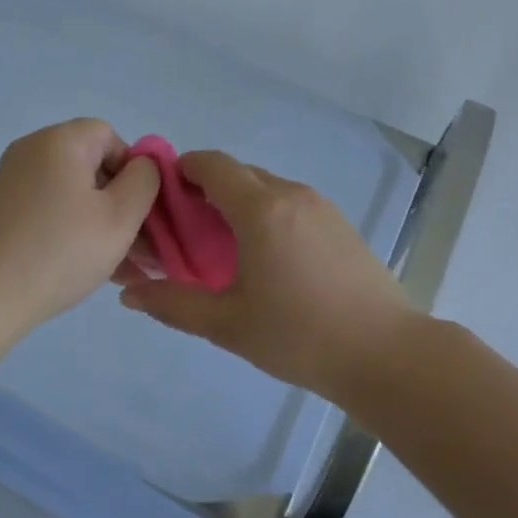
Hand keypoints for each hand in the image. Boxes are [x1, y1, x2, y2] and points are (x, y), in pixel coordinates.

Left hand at [0, 119, 160, 340]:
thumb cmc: (60, 250)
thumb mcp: (121, 216)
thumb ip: (145, 181)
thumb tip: (142, 166)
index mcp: (61, 141)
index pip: (110, 136)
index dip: (133, 169)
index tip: (139, 212)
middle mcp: (32, 151)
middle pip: (91, 165)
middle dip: (121, 204)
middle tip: (139, 248)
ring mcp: (12, 181)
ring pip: (73, 194)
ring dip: (100, 224)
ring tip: (120, 269)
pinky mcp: (1, 210)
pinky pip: (49, 210)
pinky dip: (71, 231)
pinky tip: (88, 270)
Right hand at [117, 151, 417, 400]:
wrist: (387, 354)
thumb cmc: (299, 335)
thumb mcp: (227, 325)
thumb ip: (174, 304)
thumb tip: (130, 294)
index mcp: (260, 208)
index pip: (212, 163)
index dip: (182, 170)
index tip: (164, 199)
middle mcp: (291, 194)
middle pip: (238, 173)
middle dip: (207, 191)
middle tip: (188, 233)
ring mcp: (321, 207)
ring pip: (267, 188)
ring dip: (240, 204)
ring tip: (226, 250)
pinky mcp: (341, 224)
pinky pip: (291, 204)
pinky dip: (268, 215)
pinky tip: (268, 259)